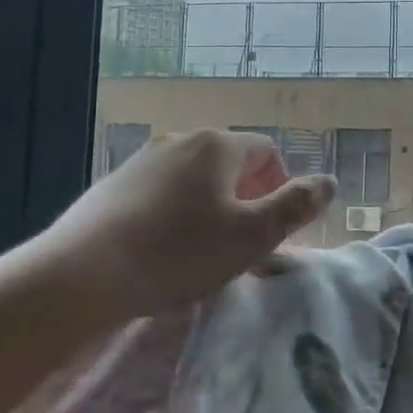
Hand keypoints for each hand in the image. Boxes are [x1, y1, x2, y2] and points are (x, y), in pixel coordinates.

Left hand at [36, 128, 335, 322]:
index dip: (279, 187)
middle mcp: (181, 140)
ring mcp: (142, 160)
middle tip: (240, 244)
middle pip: (230, 163)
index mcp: (218, 145)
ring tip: (201, 251)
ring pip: (194, 179)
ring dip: (209, 207)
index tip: (270, 229)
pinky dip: (174, 214)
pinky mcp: (113, 185)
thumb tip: (328, 182)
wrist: (83, 272)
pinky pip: (161, 193)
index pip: (267, 151)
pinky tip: (161, 251)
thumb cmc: (179, 251)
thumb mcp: (251, 236)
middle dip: (245, 198)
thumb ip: (296, 206)